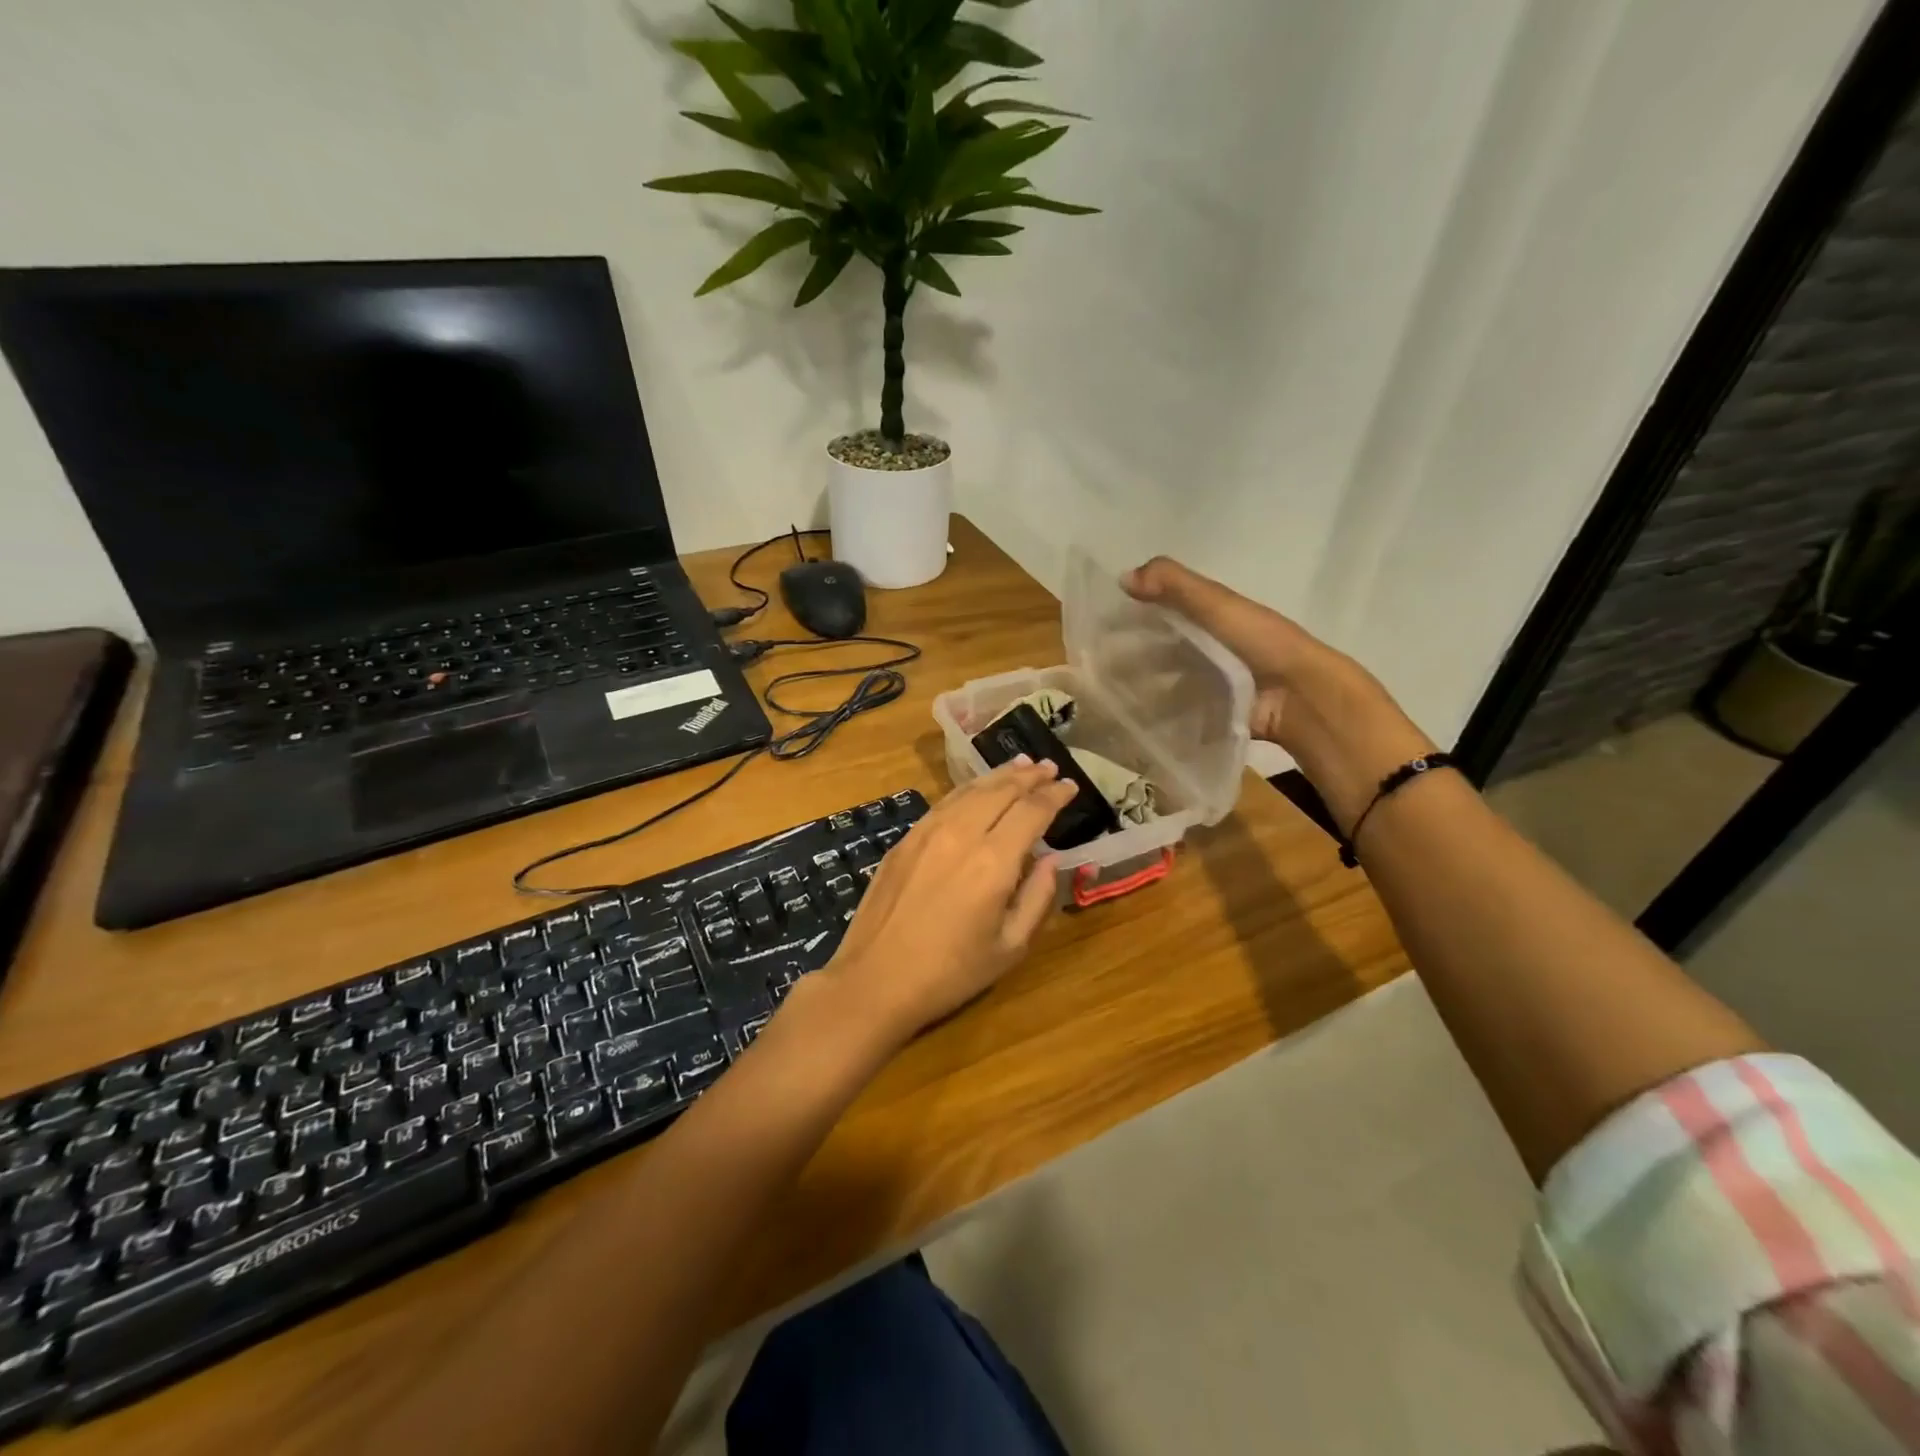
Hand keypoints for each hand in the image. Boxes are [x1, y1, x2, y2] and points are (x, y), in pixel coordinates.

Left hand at [819, 759, 1075, 1046]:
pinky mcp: (906, 839)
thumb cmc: (950, 973)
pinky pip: (944, 802)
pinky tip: (977, 789)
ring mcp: (928, 832)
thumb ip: (1038, 897)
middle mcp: (961, 834)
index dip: (1055, 795)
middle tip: (1049, 766)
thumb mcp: (1009, 947)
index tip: (1070, 786)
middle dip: (1029, 776)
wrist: (875, 979)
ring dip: (999, 775)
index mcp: (994, 862)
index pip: (1032, 811)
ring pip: (970, 790)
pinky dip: (968, 789)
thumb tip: (1051, 858)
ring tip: (1020, 765)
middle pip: (1001, 790)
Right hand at [1124, 557, 1435, 829]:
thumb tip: (1122, 577)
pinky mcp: (1219, 717)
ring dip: (1146, 689)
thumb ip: (1175, 586)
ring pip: (1173, 683)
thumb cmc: (1260, 645)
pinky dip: (1162, 717)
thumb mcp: (1218, 605)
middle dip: (1137, 656)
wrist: (1302, 697)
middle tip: (1100, 667)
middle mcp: (1218, 649)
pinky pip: (1184, 714)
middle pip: (1168, 650)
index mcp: (1220, 618)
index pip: (1171, 610)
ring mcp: (1219, 686)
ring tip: (1112, 698)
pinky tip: (1137, 722)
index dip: (1140, 613)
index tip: (1104, 625)